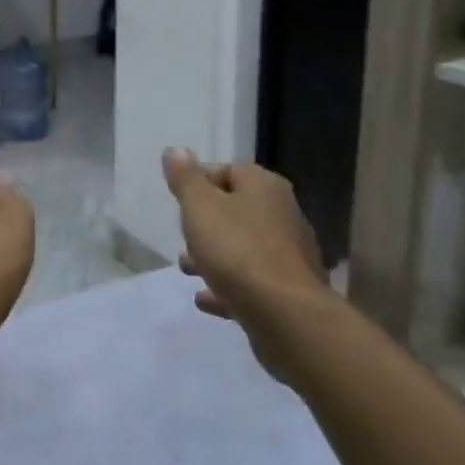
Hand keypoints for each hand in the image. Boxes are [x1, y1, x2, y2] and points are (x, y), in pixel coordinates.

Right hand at [162, 149, 332, 379]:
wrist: (285, 315)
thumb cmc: (237, 250)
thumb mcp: (200, 207)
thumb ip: (186, 179)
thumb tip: (175, 150)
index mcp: (265, 187)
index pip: (229, 170)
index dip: (200, 181)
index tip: (178, 199)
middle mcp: (283, 214)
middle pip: (237, 210)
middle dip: (206, 223)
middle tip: (182, 235)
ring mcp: (289, 255)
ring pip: (243, 248)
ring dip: (213, 256)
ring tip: (186, 268)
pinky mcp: (288, 291)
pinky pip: (251, 282)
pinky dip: (227, 286)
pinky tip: (205, 299)